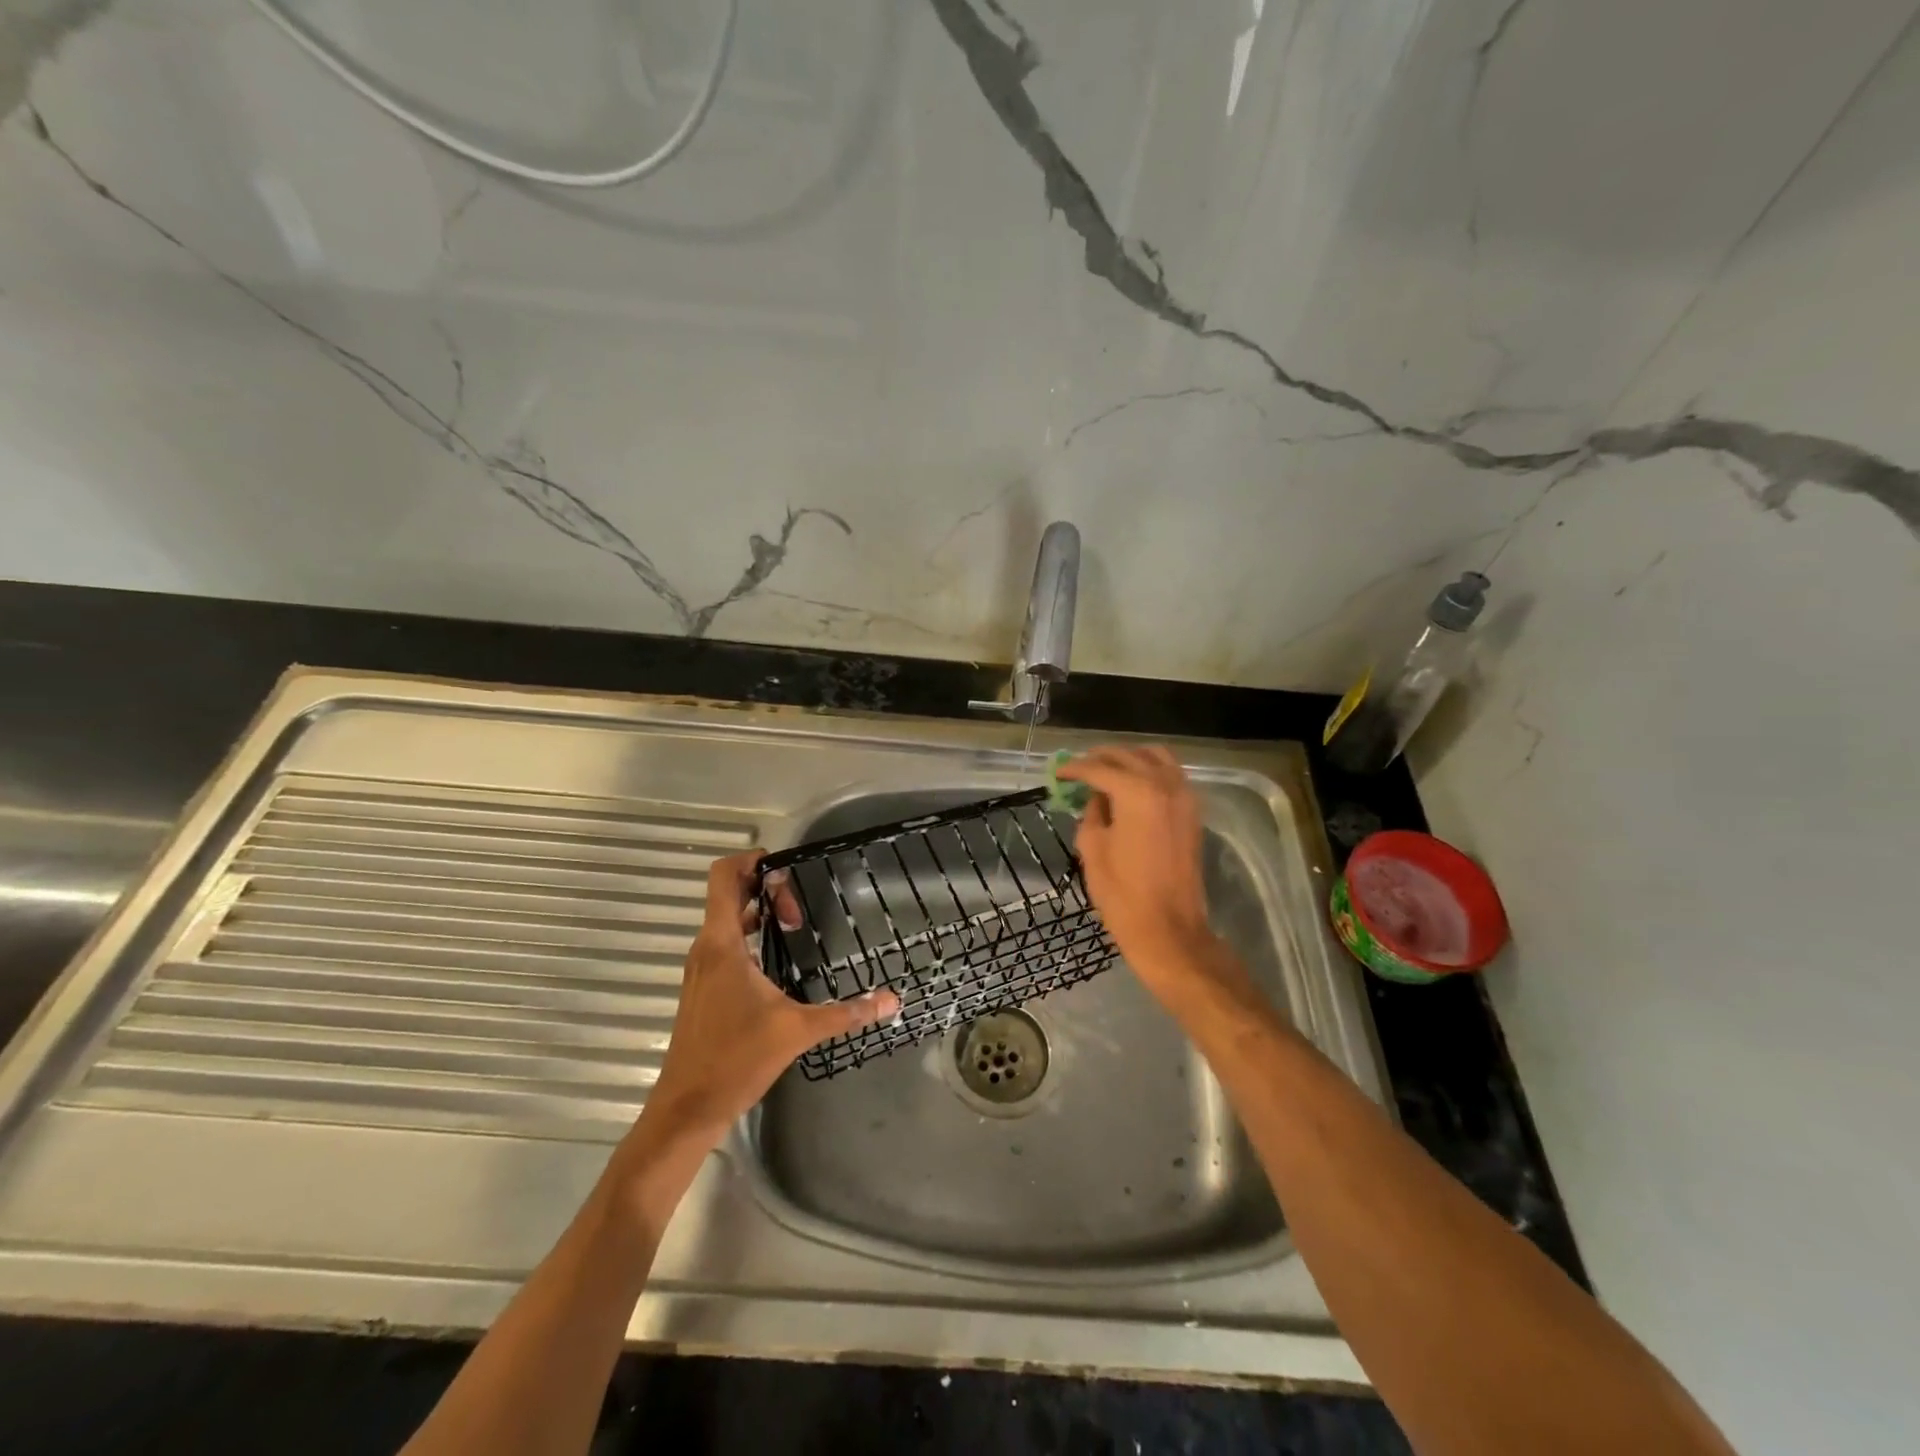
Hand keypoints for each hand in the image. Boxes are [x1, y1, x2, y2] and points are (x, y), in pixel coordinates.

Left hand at [637, 851, 899, 1147]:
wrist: (687, 1109)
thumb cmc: (737, 1060)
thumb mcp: (797, 1031)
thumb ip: (846, 1012)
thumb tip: (891, 1001)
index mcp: (722, 944)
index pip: (723, 877)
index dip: (750, 860)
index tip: (785, 868)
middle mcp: (706, 947)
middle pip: (728, 893)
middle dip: (765, 888)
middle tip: (799, 913)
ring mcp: (701, 967)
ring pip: (726, 918)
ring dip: (758, 912)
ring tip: (794, 926)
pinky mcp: (703, 986)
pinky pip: (725, 941)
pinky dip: (749, 935)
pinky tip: (776, 958)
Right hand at [1058, 747, 1251, 1009]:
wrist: (1169, 929)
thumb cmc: (1123, 893)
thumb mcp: (1093, 849)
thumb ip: (1092, 813)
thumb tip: (1097, 798)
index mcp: (1136, 792)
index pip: (1099, 768)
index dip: (1075, 769)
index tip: (1058, 773)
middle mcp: (1164, 785)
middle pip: (1128, 756)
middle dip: (1100, 758)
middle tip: (1078, 768)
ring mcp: (1184, 796)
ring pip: (1155, 757)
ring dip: (1129, 758)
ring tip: (1107, 770)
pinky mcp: (1192, 812)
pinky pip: (1171, 774)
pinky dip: (1150, 770)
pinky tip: (1133, 784)